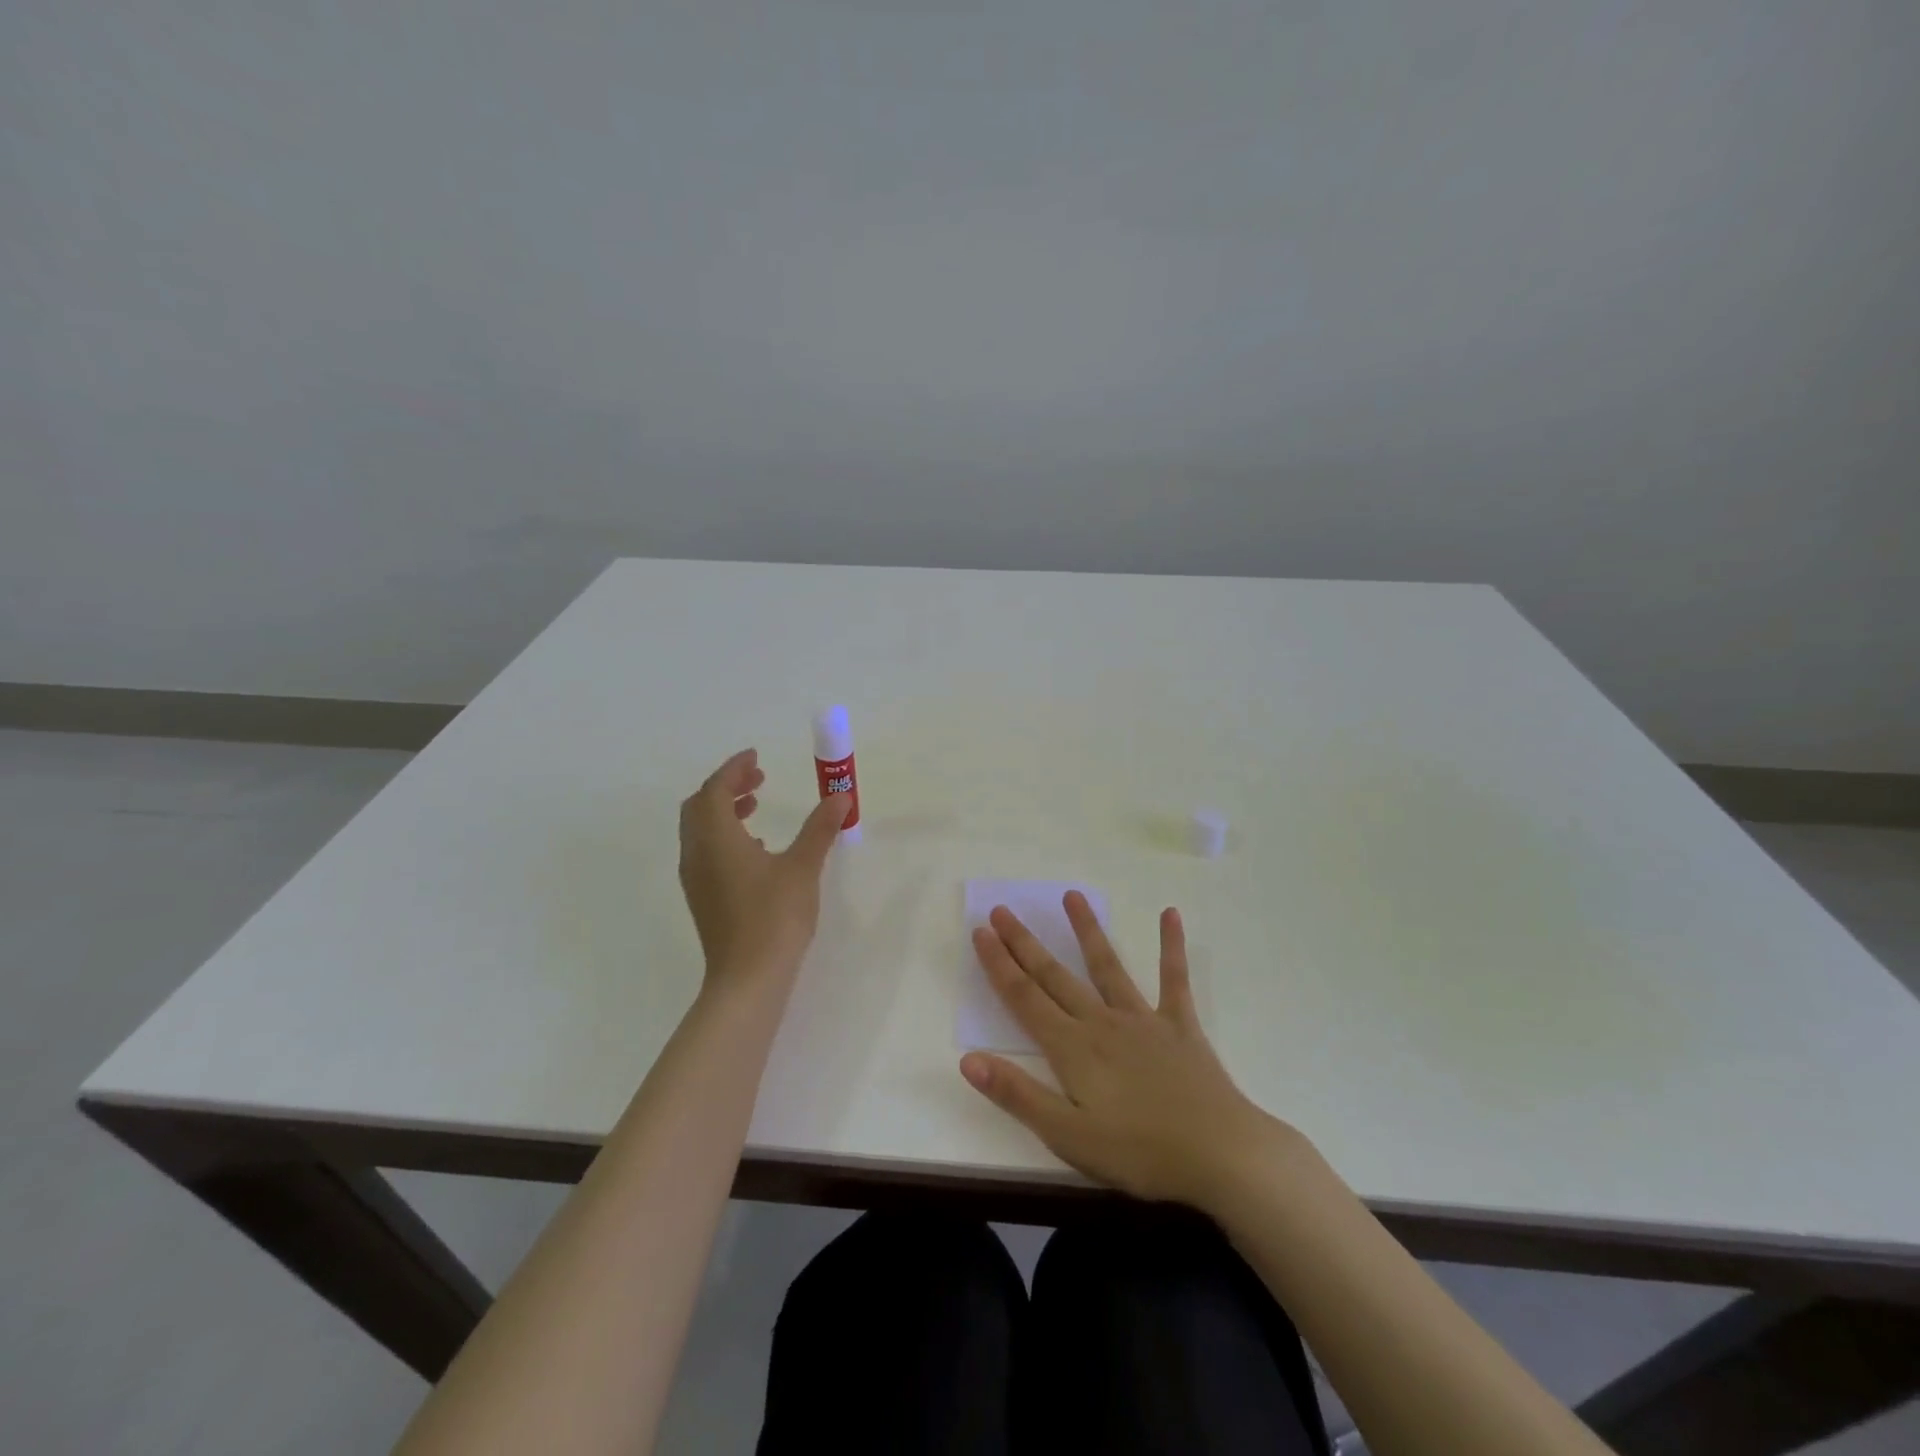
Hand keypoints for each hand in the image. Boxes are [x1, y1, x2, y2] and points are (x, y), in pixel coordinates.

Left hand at [678, 749, 849, 989]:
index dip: (734, 769)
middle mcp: (697, 853)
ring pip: (699, 830)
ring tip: (755, 807)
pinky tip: (755, 848)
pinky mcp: (702, 898)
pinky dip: (723, 835)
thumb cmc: (774, 917)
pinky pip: (705, 851)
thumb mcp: (803, 867)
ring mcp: (696, 878)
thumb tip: (840, 797)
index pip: (715, 789)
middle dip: (726, 786)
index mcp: (716, 838)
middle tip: (758, 778)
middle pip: (699, 806)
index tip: (756, 756)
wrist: (747, 978)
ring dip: (723, 810)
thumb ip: (819, 828)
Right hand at [962, 893, 1293, 1212]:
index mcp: (1072, 1048)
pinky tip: (1170, 914)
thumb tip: (968, 1058)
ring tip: (1072, 895)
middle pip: (1055, 976)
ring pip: (1107, 966)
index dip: (999, 965)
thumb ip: (1017, 1094)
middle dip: (1025, 943)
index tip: (981, 932)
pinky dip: (1171, 946)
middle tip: (1003, 909)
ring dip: (1087, 930)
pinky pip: (1173, 979)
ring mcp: (1142, 1018)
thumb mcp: (1067, 1135)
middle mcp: (1101, 1022)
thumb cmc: (1138, 1152)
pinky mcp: (1179, 1024)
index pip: (1024, 998)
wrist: (1219, 1153)